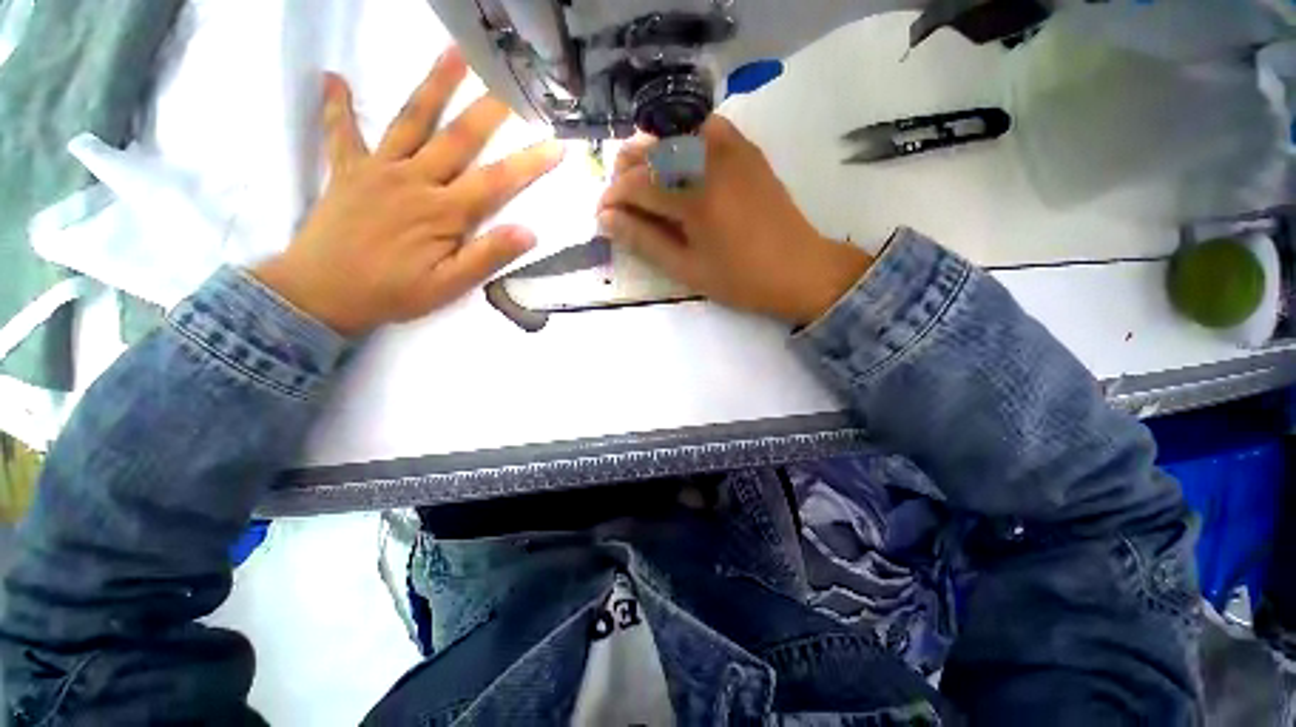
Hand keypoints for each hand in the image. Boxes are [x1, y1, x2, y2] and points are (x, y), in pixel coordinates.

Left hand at [254, 48, 563, 335]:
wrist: (321, 294)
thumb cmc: (393, 292)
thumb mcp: (449, 285)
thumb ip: (487, 256)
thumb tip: (529, 233)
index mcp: (443, 212)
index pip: (496, 181)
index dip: (529, 163)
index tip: (556, 145)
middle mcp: (414, 180)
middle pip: (457, 137)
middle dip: (488, 109)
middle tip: (510, 79)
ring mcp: (378, 169)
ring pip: (410, 120)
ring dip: (432, 84)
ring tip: (453, 52)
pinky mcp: (347, 170)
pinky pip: (341, 132)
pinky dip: (337, 106)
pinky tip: (334, 78)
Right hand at [597, 118, 871, 325]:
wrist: (800, 269)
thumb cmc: (741, 279)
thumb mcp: (687, 269)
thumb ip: (644, 241)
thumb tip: (606, 220)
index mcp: (695, 198)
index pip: (636, 183)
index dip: (612, 198)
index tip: (601, 215)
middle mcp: (710, 160)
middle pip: (651, 151)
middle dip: (625, 175)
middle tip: (620, 205)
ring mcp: (732, 149)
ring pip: (674, 135)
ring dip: (651, 157)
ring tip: (645, 188)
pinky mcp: (746, 149)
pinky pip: (704, 129)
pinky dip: (682, 142)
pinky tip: (679, 167)